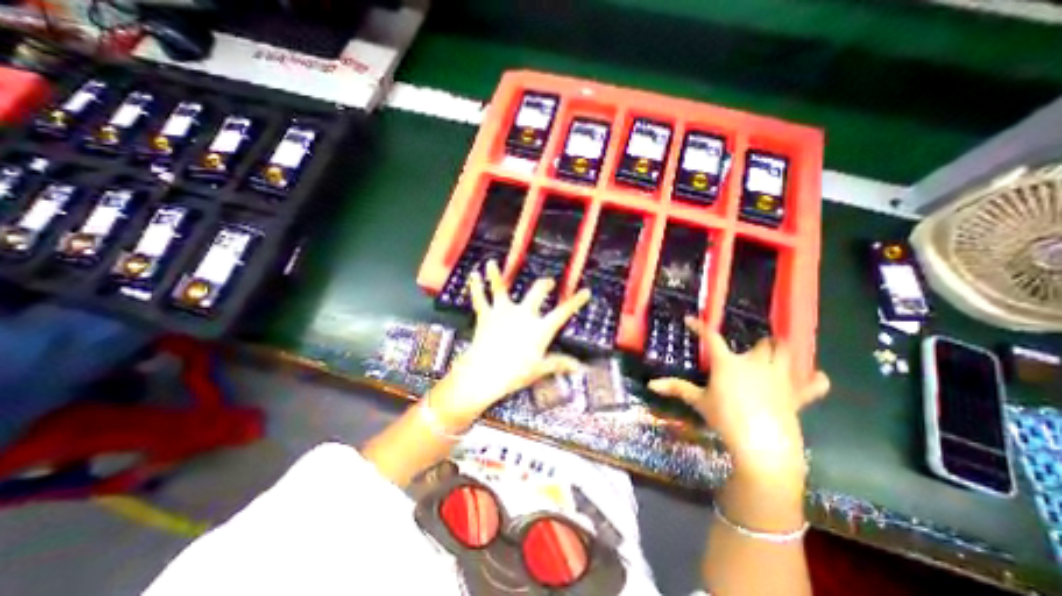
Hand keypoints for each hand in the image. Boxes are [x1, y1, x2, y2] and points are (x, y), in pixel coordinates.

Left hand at [433, 261, 596, 427]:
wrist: (484, 374)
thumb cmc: (513, 374)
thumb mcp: (539, 369)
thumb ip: (558, 363)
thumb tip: (577, 367)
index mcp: (539, 328)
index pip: (563, 312)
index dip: (576, 301)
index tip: (585, 292)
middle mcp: (523, 315)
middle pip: (536, 292)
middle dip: (544, 285)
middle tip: (548, 282)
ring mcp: (503, 313)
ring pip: (501, 288)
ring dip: (496, 275)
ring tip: (492, 263)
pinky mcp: (486, 316)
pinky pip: (480, 298)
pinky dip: (476, 287)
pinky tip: (473, 275)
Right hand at [647, 317, 828, 479]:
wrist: (762, 445)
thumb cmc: (725, 419)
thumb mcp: (699, 402)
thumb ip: (676, 389)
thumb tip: (650, 384)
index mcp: (728, 363)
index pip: (711, 337)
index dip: (699, 326)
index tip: (690, 320)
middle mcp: (756, 363)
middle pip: (762, 343)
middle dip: (758, 342)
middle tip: (750, 348)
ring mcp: (780, 377)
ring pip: (787, 352)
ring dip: (782, 350)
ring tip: (776, 353)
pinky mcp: (798, 395)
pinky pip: (814, 383)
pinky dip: (814, 380)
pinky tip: (814, 378)